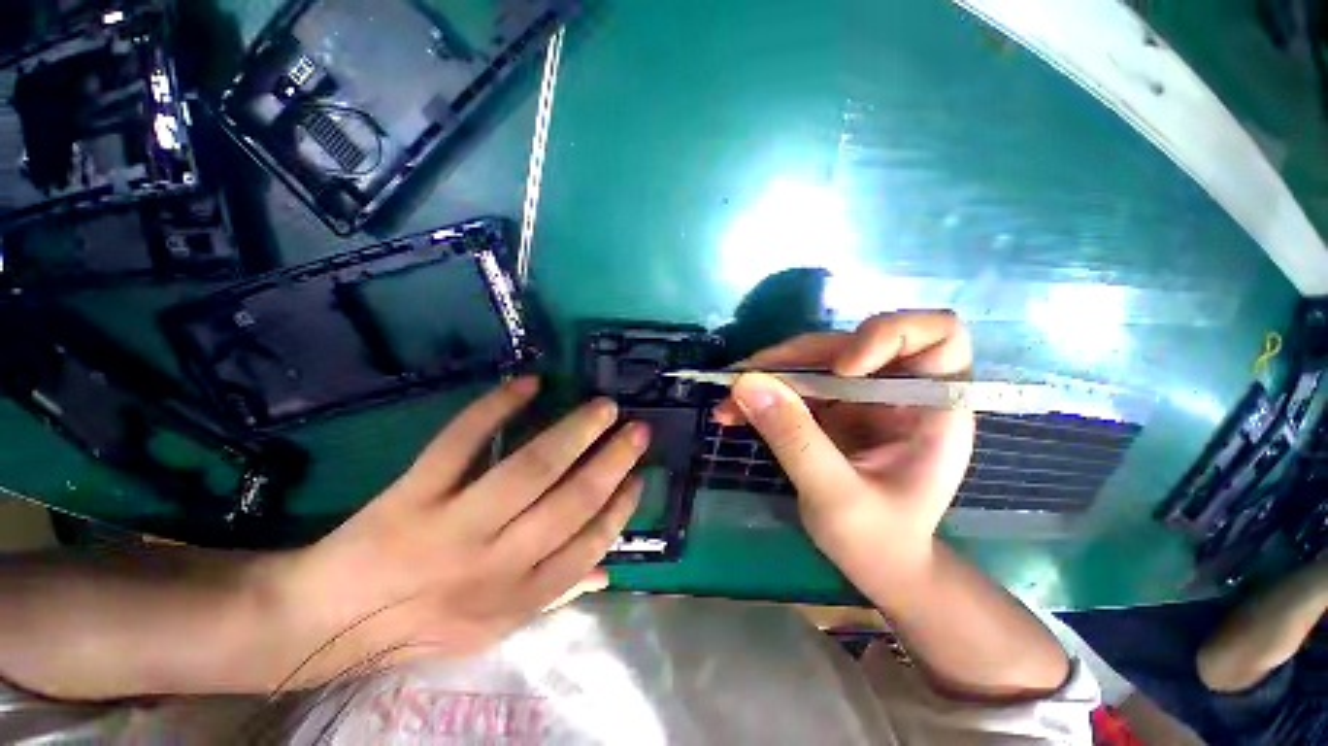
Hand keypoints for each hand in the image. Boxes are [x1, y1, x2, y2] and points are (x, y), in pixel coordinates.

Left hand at [261, 377, 647, 690]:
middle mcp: (494, 562)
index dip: (620, 506)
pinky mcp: (413, 493)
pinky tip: (530, 384)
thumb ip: (554, 597)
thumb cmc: (420, 625)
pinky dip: (496, 407)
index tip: (639, 476)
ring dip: (574, 432)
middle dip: (612, 460)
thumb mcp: (493, 628)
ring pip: (530, 468)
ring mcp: (452, 524)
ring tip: (604, 406)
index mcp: (517, 597)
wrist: (330, 622)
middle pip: (569, 501)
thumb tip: (608, 569)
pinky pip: (461, 442)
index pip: (587, 543)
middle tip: (637, 429)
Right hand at [713, 311, 974, 577]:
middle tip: (748, 380)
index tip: (843, 370)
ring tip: (730, 400)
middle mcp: (898, 390)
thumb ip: (795, 439)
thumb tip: (746, 383)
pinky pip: (793, 384)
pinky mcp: (831, 406)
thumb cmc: (878, 541)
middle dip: (797, 359)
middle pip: (850, 343)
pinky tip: (732, 413)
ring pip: (813, 361)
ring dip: (769, 374)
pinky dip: (762, 393)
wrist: (874, 563)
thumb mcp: (837, 498)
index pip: (936, 335)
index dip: (889, 335)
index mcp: (933, 408)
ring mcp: (861, 396)